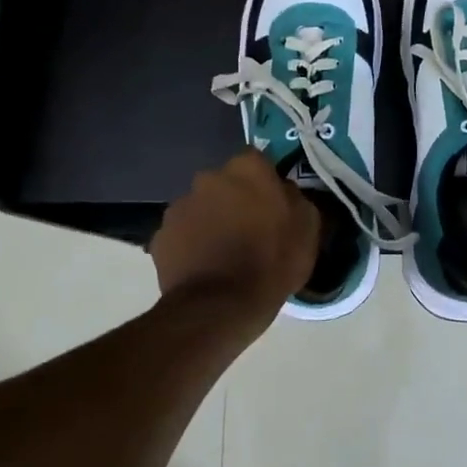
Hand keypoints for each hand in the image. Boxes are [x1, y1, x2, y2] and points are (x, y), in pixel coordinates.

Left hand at [151, 148, 319, 326]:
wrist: (221, 306)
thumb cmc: (272, 262)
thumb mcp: (307, 229)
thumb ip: (294, 198)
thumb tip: (283, 191)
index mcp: (247, 169)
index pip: (256, 160)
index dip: (263, 180)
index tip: (270, 202)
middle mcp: (208, 177)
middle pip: (224, 182)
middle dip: (233, 199)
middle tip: (247, 229)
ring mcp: (179, 206)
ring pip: (200, 207)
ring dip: (210, 221)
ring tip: (223, 253)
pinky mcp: (160, 236)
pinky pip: (181, 234)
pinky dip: (191, 245)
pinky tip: (203, 268)